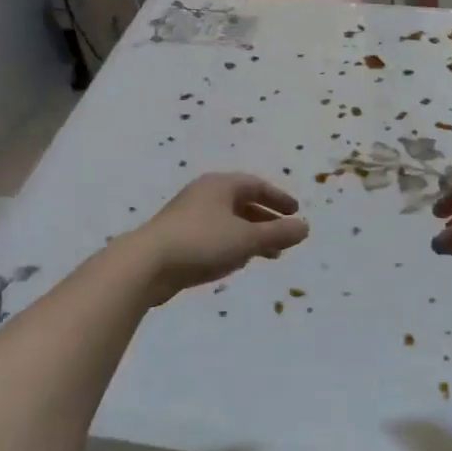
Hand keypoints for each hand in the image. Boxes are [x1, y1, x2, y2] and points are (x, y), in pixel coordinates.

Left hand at [128, 173, 308, 301]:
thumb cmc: (202, 243)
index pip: (256, 185)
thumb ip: (278, 233)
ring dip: (251, 235)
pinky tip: (237, 263)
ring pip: (228, 221)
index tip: (296, 213)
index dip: (278, 199)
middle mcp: (203, 194)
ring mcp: (188, 216)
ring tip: (268, 255)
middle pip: (242, 203)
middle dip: (266, 220)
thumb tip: (305, 227)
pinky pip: (213, 235)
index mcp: (220, 185)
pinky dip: (232, 244)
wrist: (146, 265)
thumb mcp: (247, 239)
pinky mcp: (177, 238)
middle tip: (285, 238)